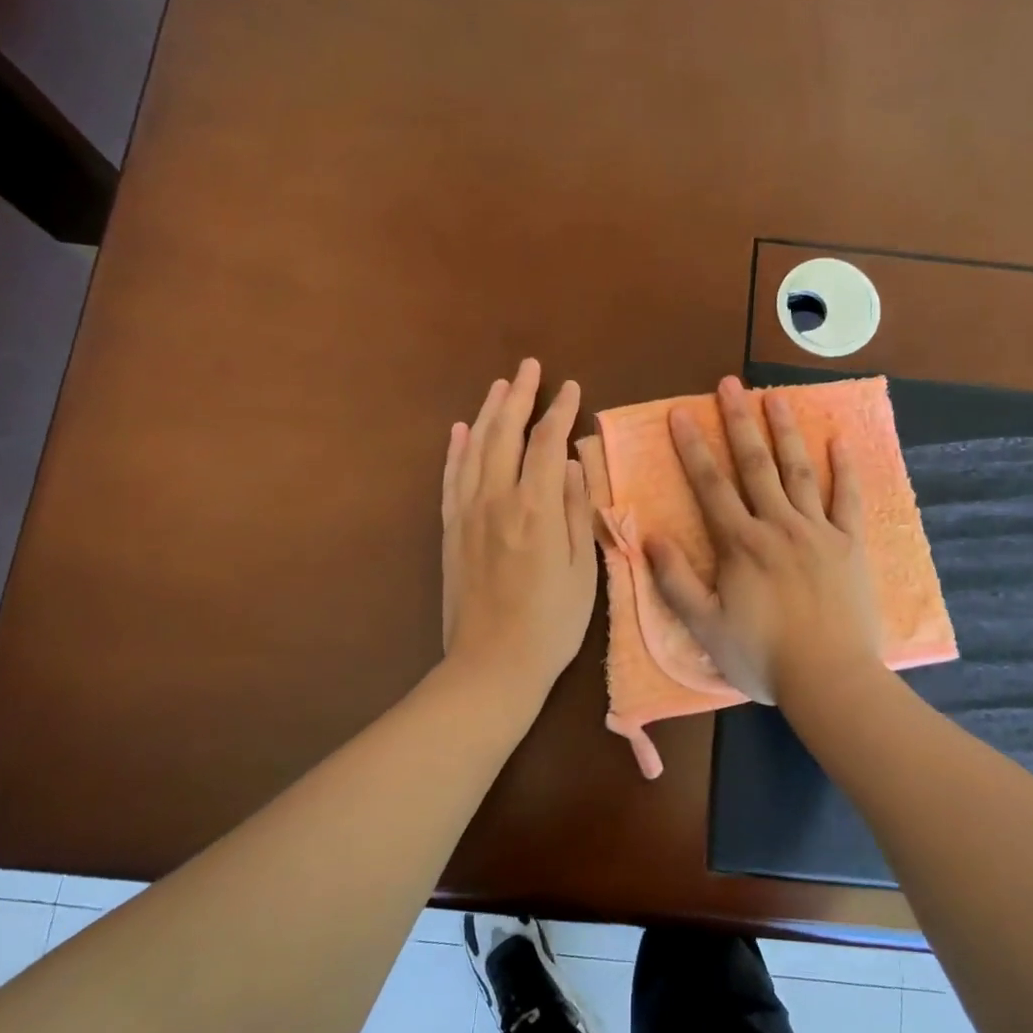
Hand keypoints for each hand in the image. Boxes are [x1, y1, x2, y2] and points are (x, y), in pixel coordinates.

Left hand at [441, 359, 597, 693]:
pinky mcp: (450, 531)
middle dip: (519, 396)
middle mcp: (496, 500)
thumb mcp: (583, 569)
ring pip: (475, 449)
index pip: (547, 442)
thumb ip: (577, 510)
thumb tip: (575, 462)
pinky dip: (456, 450)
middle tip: (529, 367)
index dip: (560, 411)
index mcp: (535, 508)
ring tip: (499, 386)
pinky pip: (451, 479)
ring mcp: (467, 514)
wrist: (491, 665)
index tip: (571, 388)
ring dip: (488, 413)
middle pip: (505, 434)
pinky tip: (461, 431)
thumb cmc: (551, 623)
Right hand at [645, 376, 880, 704]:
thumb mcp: (705, 626)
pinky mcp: (850, 544)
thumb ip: (675, 580)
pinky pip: (847, 498)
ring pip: (798, 470)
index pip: (711, 485)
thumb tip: (649, 535)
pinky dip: (843, 468)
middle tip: (729, 384)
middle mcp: (778, 526)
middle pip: (755, 464)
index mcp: (740, 544)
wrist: (830, 678)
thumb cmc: (762, 656)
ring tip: (775, 395)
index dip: (692, 447)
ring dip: (785, 430)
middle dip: (738, 422)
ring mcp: (818, 531)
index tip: (680, 412)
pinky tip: (838, 440)